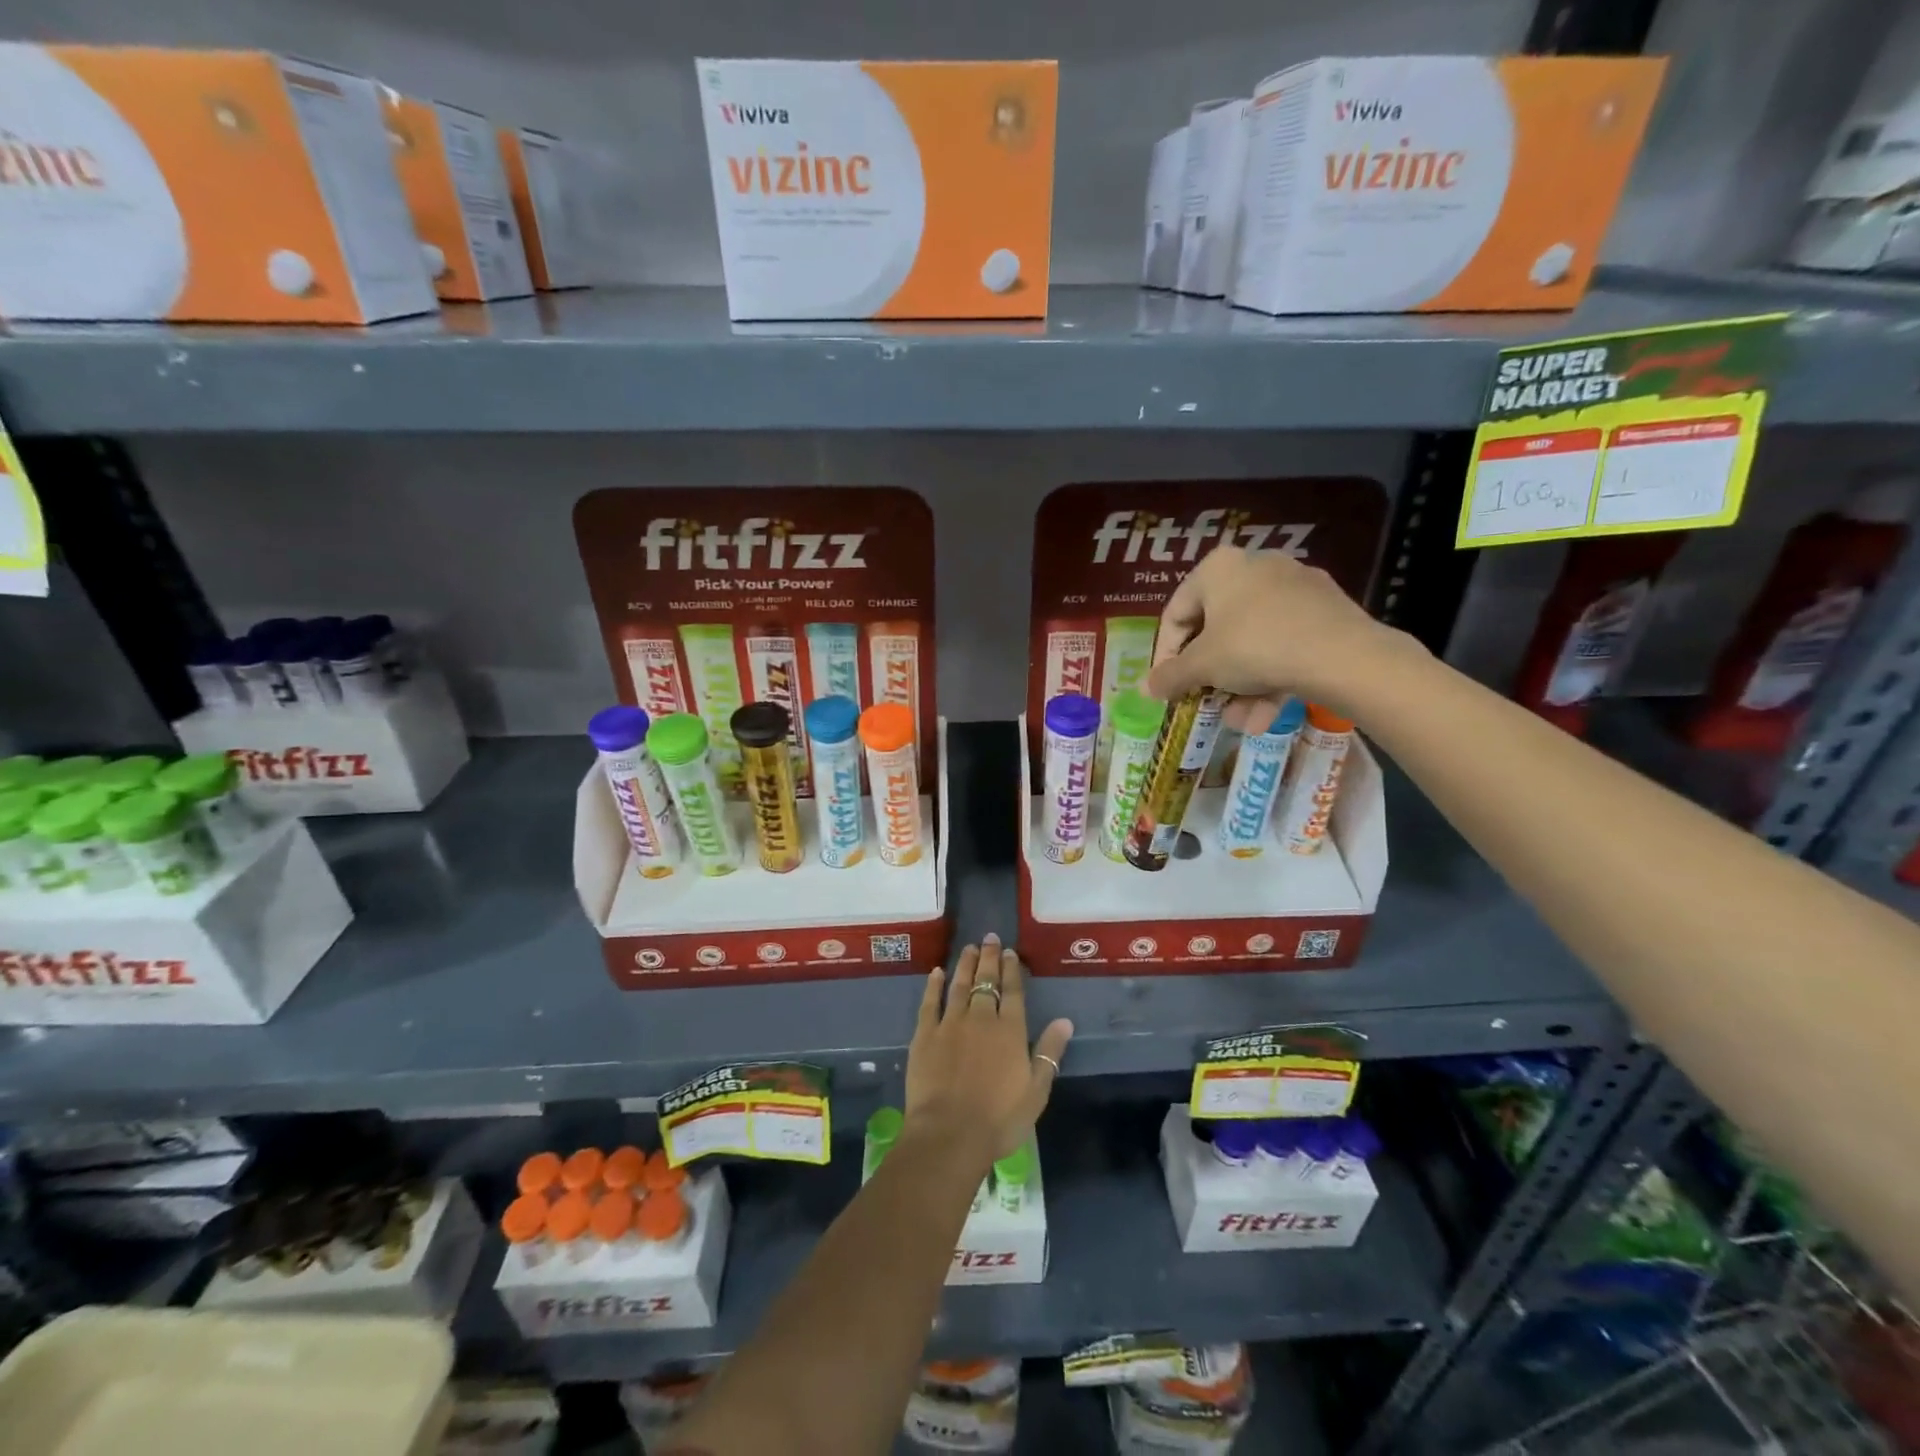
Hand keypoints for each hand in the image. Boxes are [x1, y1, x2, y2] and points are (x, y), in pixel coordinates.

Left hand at [905, 935, 1072, 1168]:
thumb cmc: (1000, 1119)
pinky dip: (933, 986)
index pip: (1013, 992)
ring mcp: (950, 1024)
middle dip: (990, 958)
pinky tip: (936, 973)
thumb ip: (1049, 1053)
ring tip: (969, 948)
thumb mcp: (1036, 1091)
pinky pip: (929, 1003)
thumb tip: (1064, 1020)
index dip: (1012, 970)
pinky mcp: (925, 1035)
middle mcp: (981, 1019)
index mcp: (1010, 1031)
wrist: (950, 1134)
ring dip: (965, 965)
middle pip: (986, 982)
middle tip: (990, 938)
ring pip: (959, 986)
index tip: (1010, 952)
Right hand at [1145, 545, 1415, 728]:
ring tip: (1242, 721)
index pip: (1175, 614)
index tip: (1168, 687)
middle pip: (1216, 630)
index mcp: (1217, 568)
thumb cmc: (1254, 648)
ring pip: (1252, 642)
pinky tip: (1267, 714)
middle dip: (1210, 676)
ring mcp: (1294, 585)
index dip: (1165, 655)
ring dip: (1241, 686)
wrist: (1342, 655)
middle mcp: (1254, 566)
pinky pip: (1283, 643)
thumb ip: (1170, 676)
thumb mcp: (1203, 666)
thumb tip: (1144, 688)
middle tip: (1206, 703)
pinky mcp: (1324, 608)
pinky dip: (1271, 676)